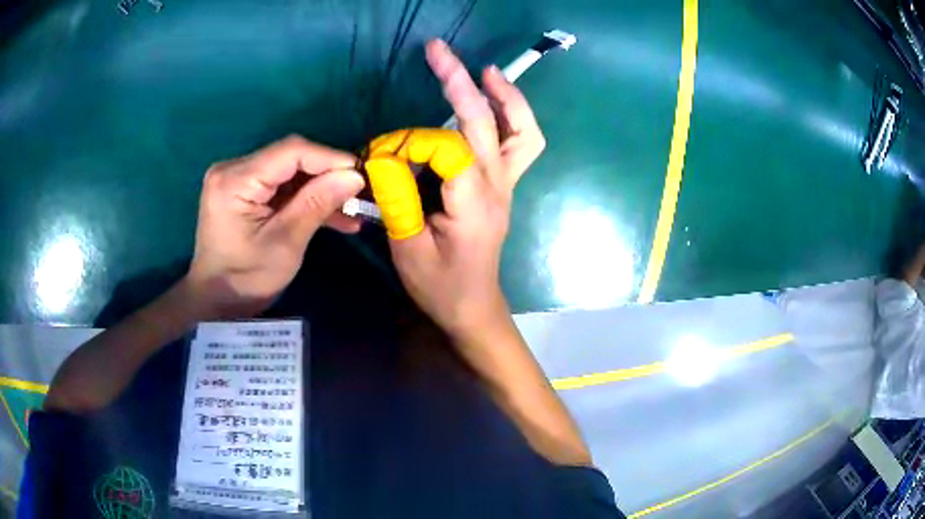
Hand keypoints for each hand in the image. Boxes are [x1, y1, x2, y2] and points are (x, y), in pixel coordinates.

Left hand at [187, 135, 364, 318]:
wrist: (216, 301)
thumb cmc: (246, 280)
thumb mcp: (285, 244)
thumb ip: (317, 204)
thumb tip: (355, 176)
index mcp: (235, 180)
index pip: (290, 152)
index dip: (329, 158)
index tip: (361, 174)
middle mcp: (233, 169)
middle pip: (290, 158)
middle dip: (327, 175)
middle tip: (358, 194)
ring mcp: (238, 178)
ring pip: (291, 172)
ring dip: (320, 189)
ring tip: (351, 210)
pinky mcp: (245, 190)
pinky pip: (282, 186)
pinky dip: (305, 198)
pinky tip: (333, 215)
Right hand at [389, 40, 544, 339]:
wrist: (473, 308)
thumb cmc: (441, 287)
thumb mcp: (408, 249)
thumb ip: (396, 199)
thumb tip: (384, 158)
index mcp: (473, 202)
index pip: (447, 148)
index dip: (410, 143)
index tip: (382, 156)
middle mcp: (497, 186)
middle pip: (489, 123)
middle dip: (461, 82)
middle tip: (438, 51)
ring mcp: (506, 185)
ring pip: (522, 131)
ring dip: (505, 96)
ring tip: (482, 70)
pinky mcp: (503, 186)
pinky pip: (519, 142)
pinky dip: (509, 115)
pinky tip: (489, 99)